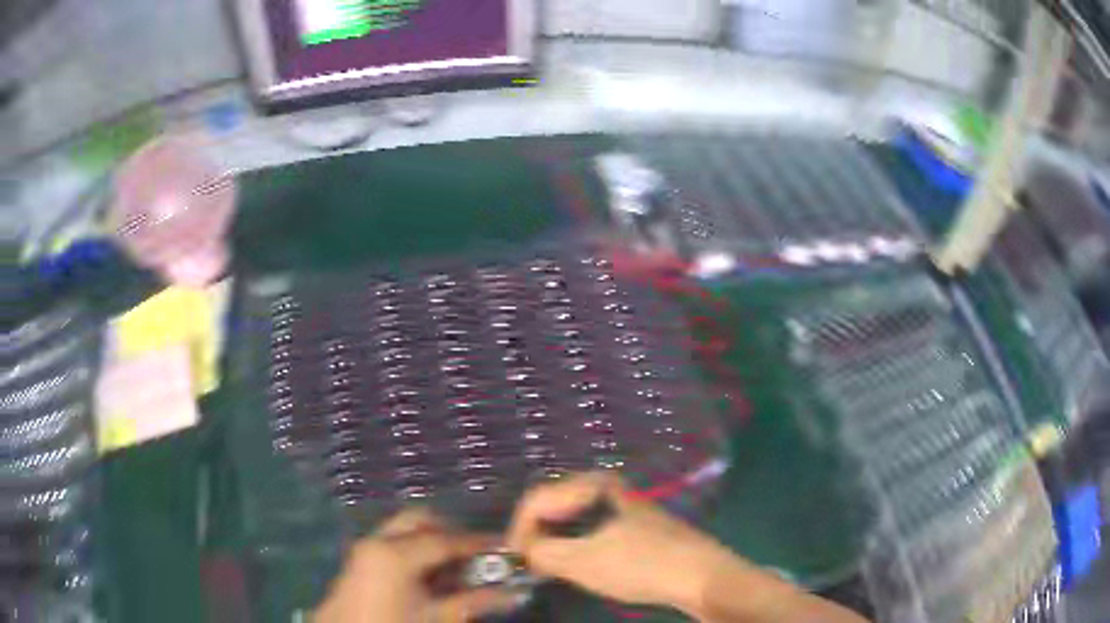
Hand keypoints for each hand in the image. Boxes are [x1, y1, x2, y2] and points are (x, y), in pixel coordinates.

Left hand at [314, 508, 514, 622]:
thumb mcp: (437, 617)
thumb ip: (475, 602)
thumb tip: (513, 593)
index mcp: (395, 553)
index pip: (444, 540)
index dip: (477, 543)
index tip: (503, 547)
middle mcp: (377, 541)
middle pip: (420, 520)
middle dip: (451, 533)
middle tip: (476, 555)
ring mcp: (365, 548)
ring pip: (405, 530)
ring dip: (433, 541)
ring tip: (457, 567)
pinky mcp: (361, 560)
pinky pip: (393, 543)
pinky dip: (416, 550)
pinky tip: (432, 576)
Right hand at [506, 472, 734, 612]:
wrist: (701, 576)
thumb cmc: (641, 564)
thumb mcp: (583, 561)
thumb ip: (542, 553)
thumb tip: (521, 551)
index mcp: (595, 484)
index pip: (538, 499)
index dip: (519, 528)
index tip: (513, 559)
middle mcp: (608, 488)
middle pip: (555, 506)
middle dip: (536, 534)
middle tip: (527, 563)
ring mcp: (623, 507)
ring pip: (573, 519)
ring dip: (555, 542)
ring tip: (546, 566)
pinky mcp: (634, 526)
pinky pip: (591, 530)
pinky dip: (575, 546)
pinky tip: (577, 565)